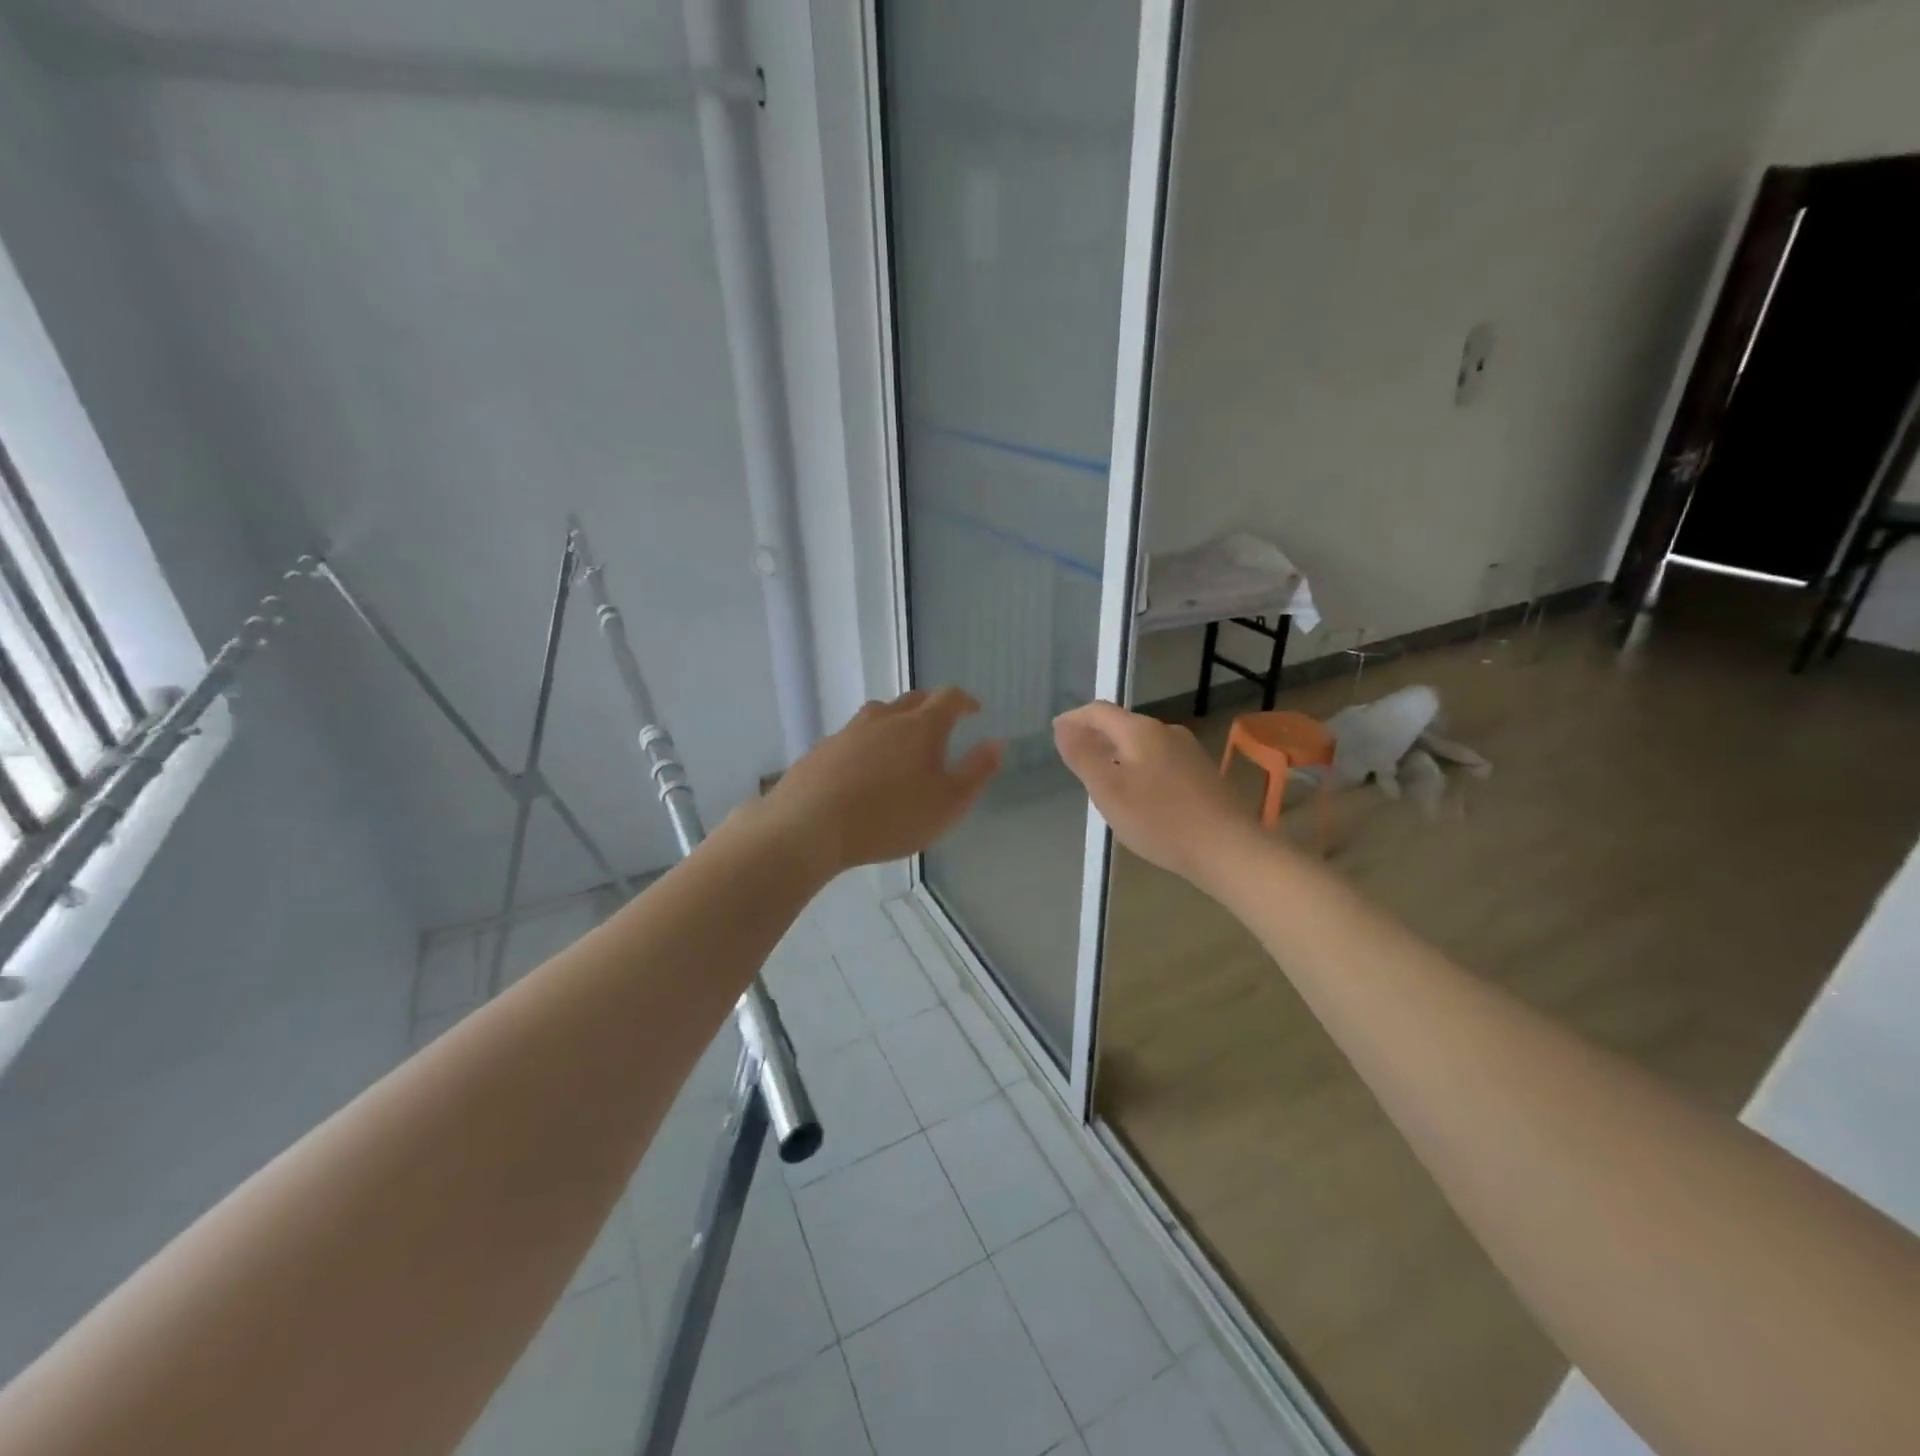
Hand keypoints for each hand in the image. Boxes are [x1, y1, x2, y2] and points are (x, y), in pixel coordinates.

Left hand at [763, 689, 1003, 875]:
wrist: (810, 825)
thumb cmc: (890, 817)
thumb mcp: (948, 803)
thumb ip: (976, 772)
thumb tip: (996, 743)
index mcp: (921, 727)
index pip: (949, 698)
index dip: (965, 701)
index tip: (974, 709)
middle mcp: (885, 719)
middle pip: (912, 700)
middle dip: (931, 707)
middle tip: (941, 723)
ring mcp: (849, 731)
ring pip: (879, 714)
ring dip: (896, 721)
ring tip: (901, 742)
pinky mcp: (822, 749)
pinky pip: (853, 737)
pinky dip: (867, 743)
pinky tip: (863, 767)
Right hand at [1053, 701, 1257, 886]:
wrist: (1227, 849)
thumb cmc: (1159, 820)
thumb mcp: (1108, 790)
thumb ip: (1082, 756)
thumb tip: (1063, 727)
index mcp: (1141, 731)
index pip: (1099, 711)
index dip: (1074, 719)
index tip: (1056, 733)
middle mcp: (1167, 732)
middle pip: (1122, 725)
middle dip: (1095, 737)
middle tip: (1075, 758)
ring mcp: (1189, 751)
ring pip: (1142, 744)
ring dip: (1118, 754)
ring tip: (1102, 779)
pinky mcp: (1203, 773)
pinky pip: (1160, 760)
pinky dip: (1139, 768)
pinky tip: (1138, 794)